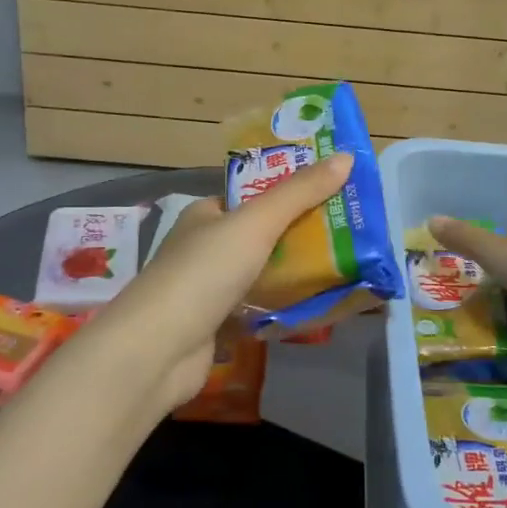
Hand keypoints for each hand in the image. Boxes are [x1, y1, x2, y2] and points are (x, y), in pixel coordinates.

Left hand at [91, 153, 353, 406]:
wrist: (159, 349)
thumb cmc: (204, 273)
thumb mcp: (256, 223)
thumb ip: (299, 193)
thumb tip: (346, 158)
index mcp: (206, 214)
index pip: (251, 195)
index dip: (289, 191)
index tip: (332, 192)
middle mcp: (204, 247)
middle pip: (261, 235)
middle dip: (300, 234)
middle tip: (347, 233)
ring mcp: (208, 288)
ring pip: (261, 273)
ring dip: (294, 272)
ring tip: (343, 267)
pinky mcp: (215, 325)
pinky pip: (258, 308)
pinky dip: (282, 307)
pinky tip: (315, 306)